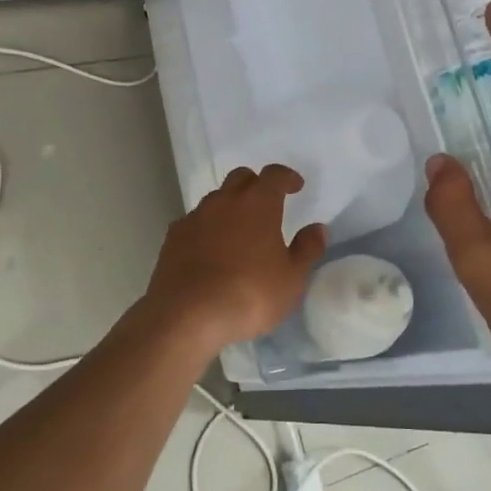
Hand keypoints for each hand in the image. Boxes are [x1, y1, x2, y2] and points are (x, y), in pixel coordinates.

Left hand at [140, 166, 327, 353]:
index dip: (286, 177)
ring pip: (216, 199)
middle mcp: (224, 201)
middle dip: (256, 185)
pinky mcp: (173, 238)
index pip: (274, 175)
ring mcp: (195, 217)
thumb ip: (306, 250)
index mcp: (257, 203)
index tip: (296, 186)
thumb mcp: (291, 279)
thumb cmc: (249, 294)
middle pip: (241, 178)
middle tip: (267, 203)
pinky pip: (195, 222)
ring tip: (239, 231)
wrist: (186, 315)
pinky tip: (211, 250)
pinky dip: (207, 228)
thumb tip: (317, 228)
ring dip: (230, 206)